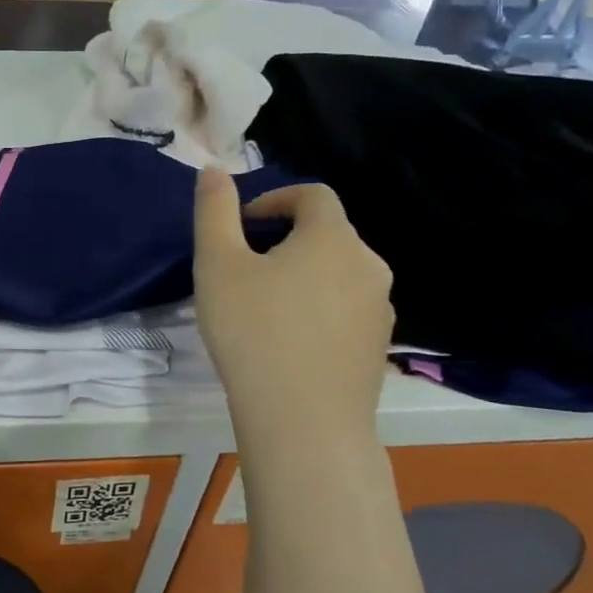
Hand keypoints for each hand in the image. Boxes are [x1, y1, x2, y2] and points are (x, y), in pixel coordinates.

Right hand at [193, 171, 393, 438]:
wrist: (303, 422)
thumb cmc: (253, 332)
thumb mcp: (218, 264)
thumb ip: (215, 211)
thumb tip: (213, 169)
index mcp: (333, 238)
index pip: (313, 195)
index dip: (275, 198)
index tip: (242, 223)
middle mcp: (368, 266)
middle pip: (328, 233)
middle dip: (286, 237)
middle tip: (244, 265)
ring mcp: (379, 310)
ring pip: (338, 273)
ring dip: (303, 274)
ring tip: (263, 304)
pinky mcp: (378, 347)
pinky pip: (346, 309)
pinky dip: (318, 308)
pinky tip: (288, 339)